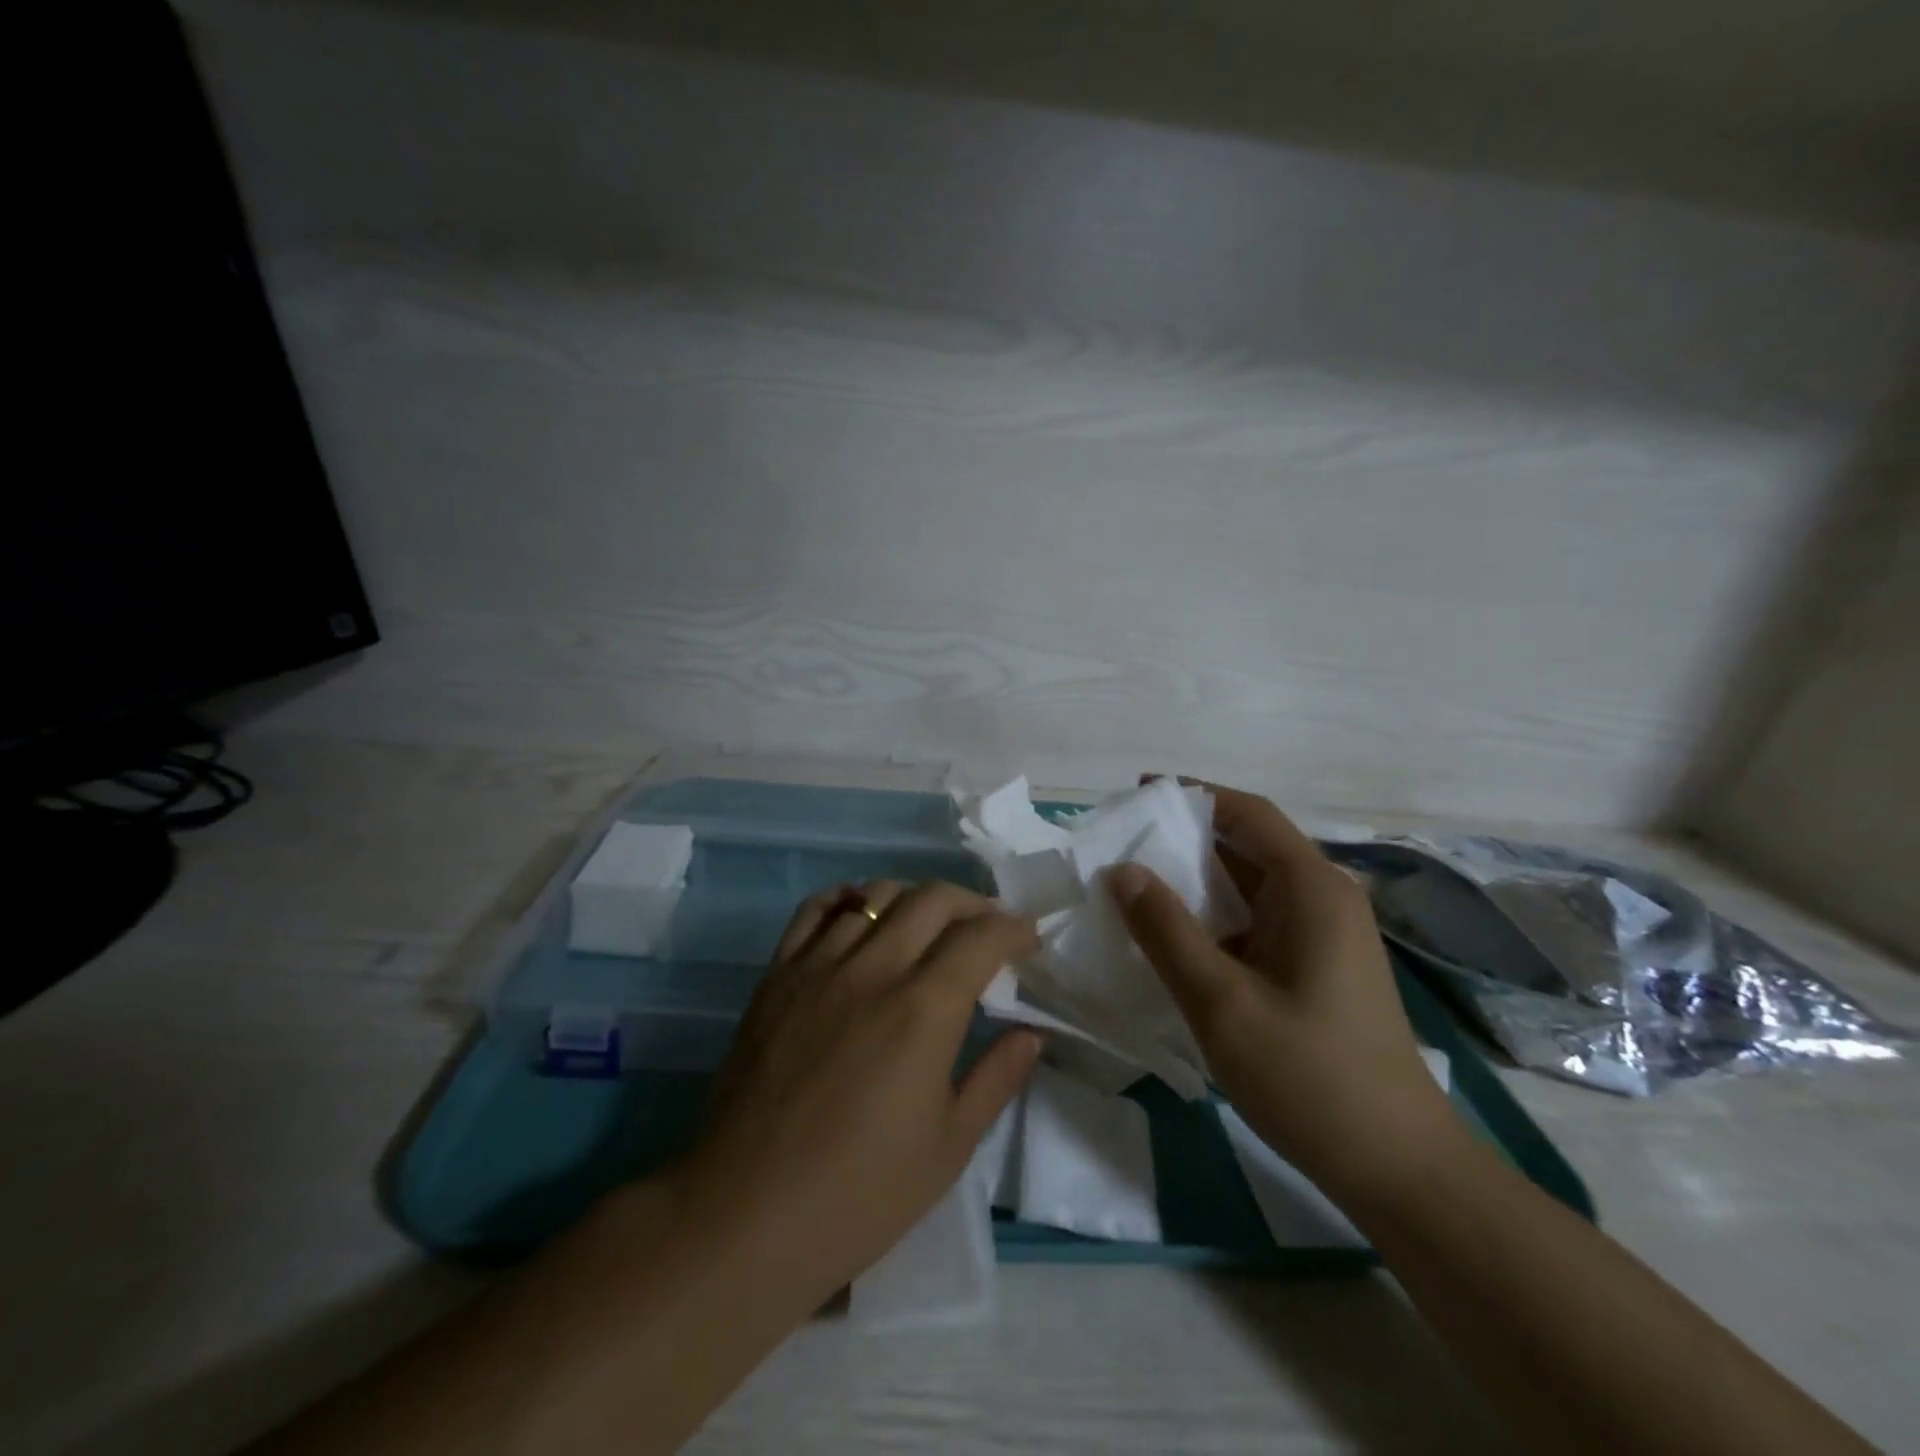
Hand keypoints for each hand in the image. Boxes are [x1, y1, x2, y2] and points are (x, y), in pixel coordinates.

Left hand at [675, 881, 1042, 1309]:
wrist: (747, 1213)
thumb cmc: (860, 1193)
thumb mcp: (949, 1147)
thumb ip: (997, 1078)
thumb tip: (1031, 1033)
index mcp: (923, 1010)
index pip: (980, 937)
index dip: (1013, 929)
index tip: (1028, 940)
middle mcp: (873, 970)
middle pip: (932, 899)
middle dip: (973, 903)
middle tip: (987, 929)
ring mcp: (819, 966)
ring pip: (876, 895)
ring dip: (915, 899)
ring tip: (929, 924)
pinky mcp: (778, 975)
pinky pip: (814, 910)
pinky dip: (848, 898)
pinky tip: (861, 913)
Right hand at [1107, 784, 1464, 1207]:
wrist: (1398, 1169)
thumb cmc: (1310, 1077)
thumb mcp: (1221, 1002)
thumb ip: (1166, 931)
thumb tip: (1122, 869)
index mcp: (1311, 889)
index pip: (1247, 813)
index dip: (1192, 795)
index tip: (1136, 794)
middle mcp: (1322, 898)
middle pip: (1247, 845)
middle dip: (1183, 839)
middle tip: (1120, 845)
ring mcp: (1322, 935)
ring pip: (1248, 887)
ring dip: (1194, 882)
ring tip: (1131, 887)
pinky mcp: (1315, 967)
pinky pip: (1256, 922)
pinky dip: (1212, 918)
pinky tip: (1171, 938)